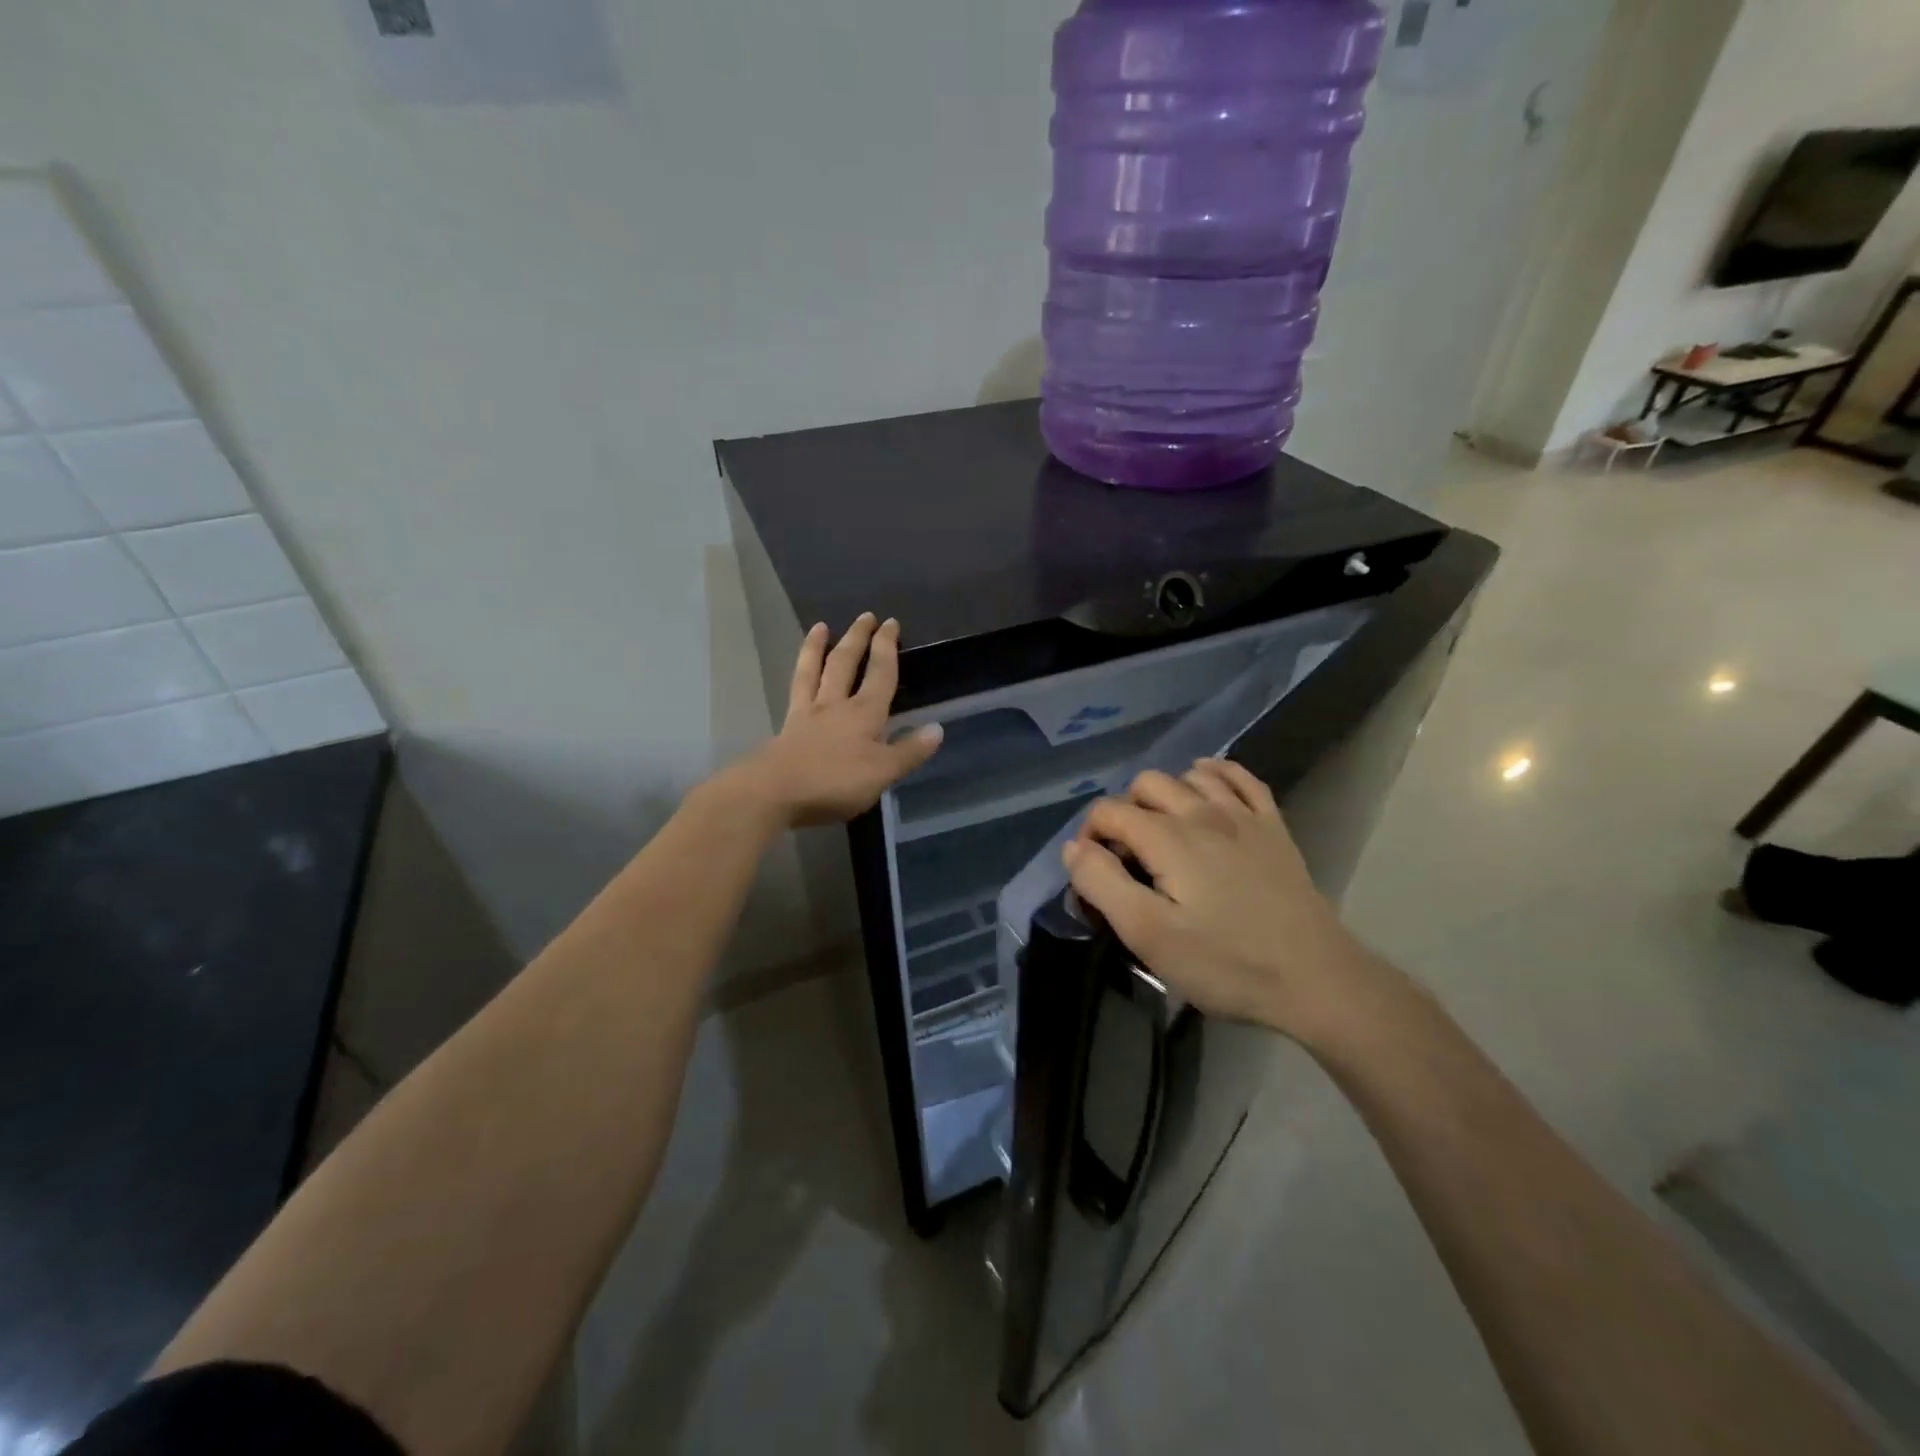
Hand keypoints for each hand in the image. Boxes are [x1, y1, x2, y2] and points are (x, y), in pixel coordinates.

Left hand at [735, 613, 942, 829]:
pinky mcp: (786, 728)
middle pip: (845, 663)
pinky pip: (795, 691)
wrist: (774, 792)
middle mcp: (836, 705)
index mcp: (865, 714)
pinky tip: (798, 671)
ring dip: (818, 647)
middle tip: (865, 616)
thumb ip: (909, 752)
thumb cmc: (834, 782)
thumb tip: (937, 729)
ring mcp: (807, 714)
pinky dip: (798, 675)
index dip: (887, 648)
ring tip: (820, 627)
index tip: (890, 623)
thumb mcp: (882, 773)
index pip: (880, 674)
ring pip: (814, 671)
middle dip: (857, 638)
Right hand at [1061, 759, 1386, 1041]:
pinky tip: (1206, 792)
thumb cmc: (1225, 963)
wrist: (1316, 978)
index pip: (1108, 811)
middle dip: (1124, 813)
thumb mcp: (1148, 934)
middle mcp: (1202, 811)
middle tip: (1128, 860)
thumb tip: (1075, 847)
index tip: (1095, 875)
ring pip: (1188, 775)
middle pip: (1145, 784)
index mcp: (1167, 837)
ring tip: (1162, 834)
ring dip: (1165, 795)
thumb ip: (1101, 883)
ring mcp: (1243, 814)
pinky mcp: (1272, 826)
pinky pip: (1239, 777)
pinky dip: (1214, 775)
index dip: (1089, 837)